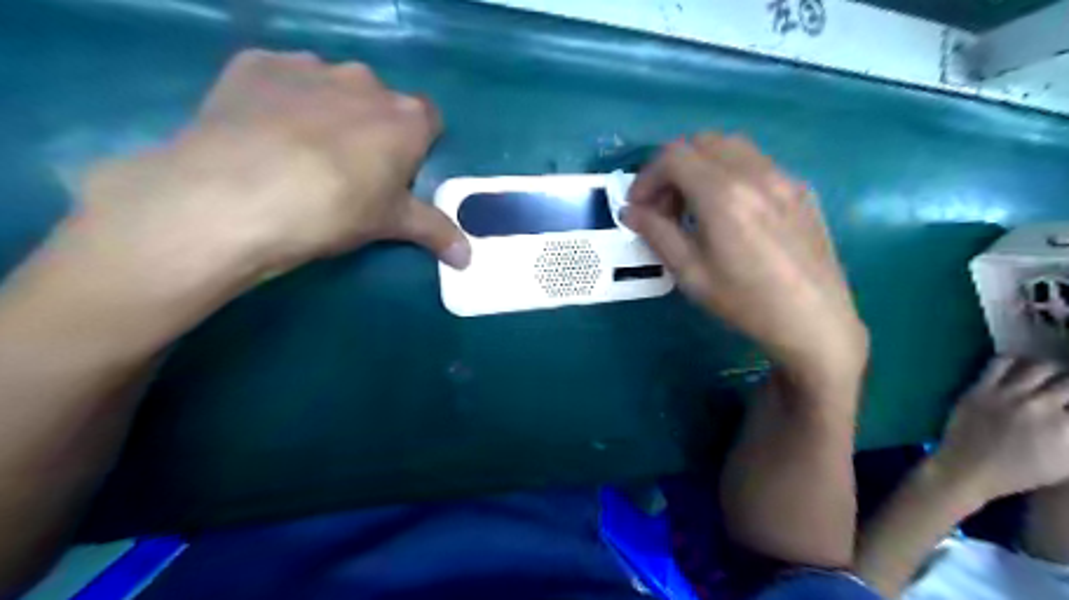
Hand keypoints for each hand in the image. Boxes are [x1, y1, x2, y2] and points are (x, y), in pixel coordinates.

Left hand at [78, 48, 471, 274]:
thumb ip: (435, 232)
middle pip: (380, 102)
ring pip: (331, 87)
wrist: (238, 195)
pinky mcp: (257, 64)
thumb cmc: (335, 209)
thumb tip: (469, 259)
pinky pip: (281, 78)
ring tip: (299, 152)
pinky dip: (279, 99)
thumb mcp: (390, 224)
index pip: (429, 120)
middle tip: (348, 169)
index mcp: (406, 118)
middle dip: (371, 128)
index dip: (415, 146)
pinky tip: (261, 132)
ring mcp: (310, 67)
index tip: (398, 173)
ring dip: (326, 110)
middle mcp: (365, 81)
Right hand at [628, 136, 867, 397]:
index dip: (647, 177)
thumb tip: (630, 211)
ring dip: (701, 165)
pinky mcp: (800, 188)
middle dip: (672, 168)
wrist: (814, 321)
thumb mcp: (690, 273)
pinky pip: (756, 162)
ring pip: (731, 146)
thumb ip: (657, 233)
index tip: (638, 206)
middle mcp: (754, 173)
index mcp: (723, 194)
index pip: (673, 157)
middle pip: (701, 142)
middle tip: (664, 206)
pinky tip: (730, 210)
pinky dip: (729, 172)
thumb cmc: (745, 301)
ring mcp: (783, 177)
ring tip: (694, 205)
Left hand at [934, 358, 1067, 502]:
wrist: (968, 468)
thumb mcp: (1066, 462)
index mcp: (1066, 427)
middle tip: (1066, 388)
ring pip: (1039, 366)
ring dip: (1050, 370)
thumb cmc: (1020, 473)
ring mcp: (1007, 394)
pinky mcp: (980, 388)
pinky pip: (1000, 362)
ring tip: (1050, 375)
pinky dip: (1015, 359)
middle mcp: (1040, 405)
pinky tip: (1019, 364)